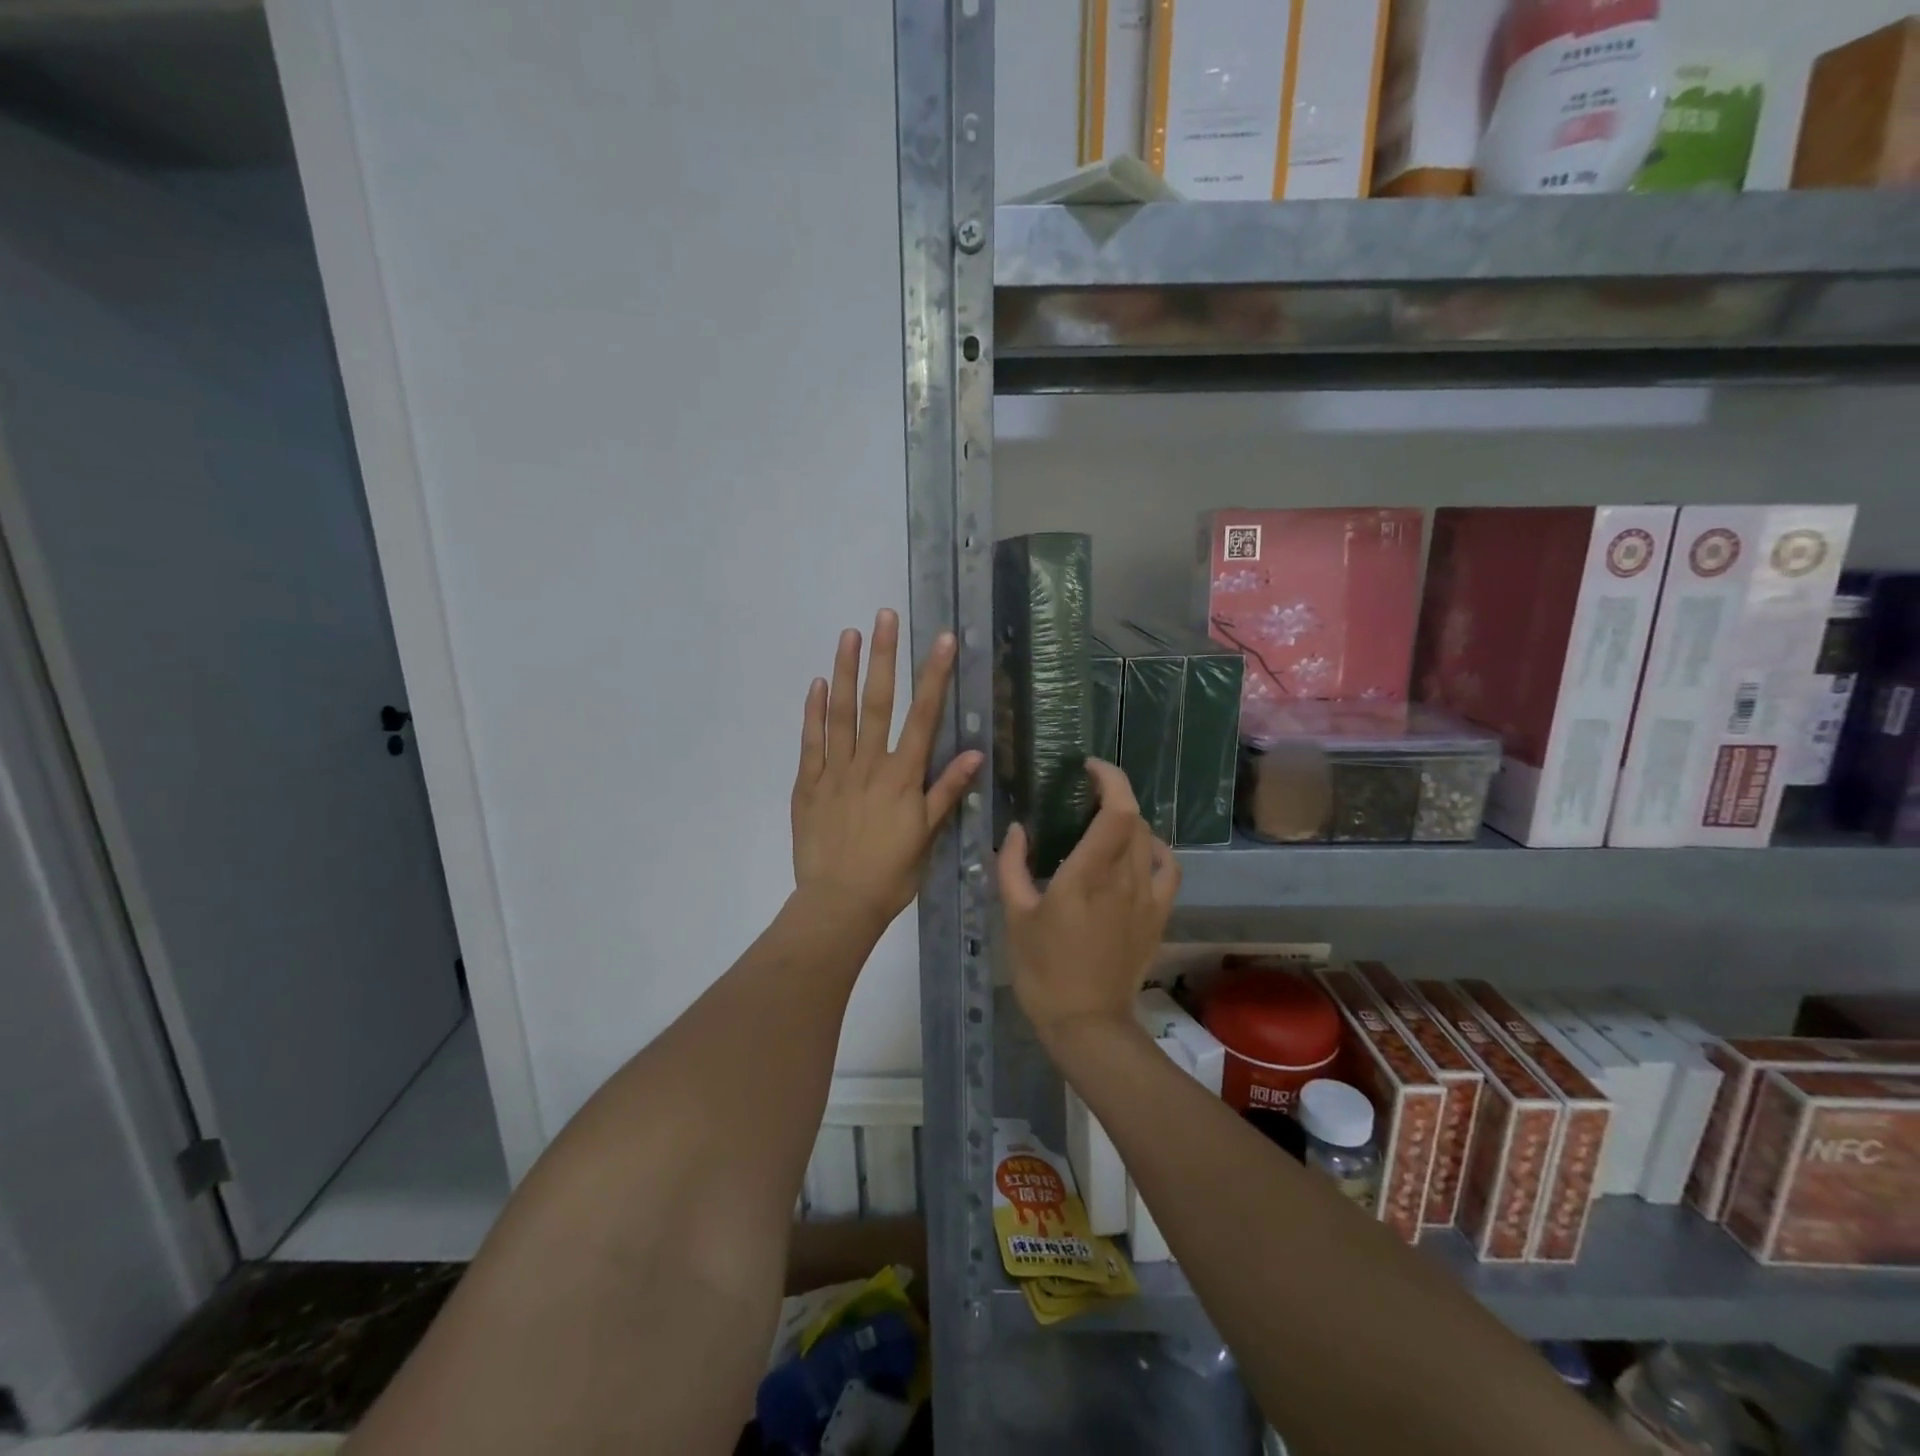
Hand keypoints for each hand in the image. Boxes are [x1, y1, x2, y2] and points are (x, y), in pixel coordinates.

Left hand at [791, 609, 982, 934]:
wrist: (839, 904)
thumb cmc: (890, 874)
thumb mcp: (927, 837)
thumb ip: (946, 792)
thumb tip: (974, 752)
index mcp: (902, 777)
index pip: (923, 718)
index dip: (934, 677)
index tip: (942, 640)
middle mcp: (869, 765)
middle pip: (878, 703)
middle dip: (884, 657)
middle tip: (885, 616)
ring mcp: (835, 772)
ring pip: (841, 714)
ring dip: (846, 672)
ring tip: (849, 635)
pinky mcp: (808, 785)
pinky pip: (811, 742)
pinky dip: (814, 712)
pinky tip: (818, 684)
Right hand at [999, 760, 1179, 1049]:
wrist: (1087, 1022)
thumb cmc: (1043, 969)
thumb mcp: (1016, 916)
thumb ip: (1012, 866)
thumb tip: (1015, 829)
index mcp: (1087, 874)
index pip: (1117, 810)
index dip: (1110, 779)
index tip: (1088, 767)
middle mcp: (1123, 878)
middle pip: (1134, 818)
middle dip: (1114, 794)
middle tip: (1085, 793)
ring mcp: (1146, 897)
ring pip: (1149, 839)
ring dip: (1129, 820)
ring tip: (1105, 821)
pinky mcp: (1157, 915)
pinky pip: (1166, 869)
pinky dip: (1157, 849)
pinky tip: (1140, 850)